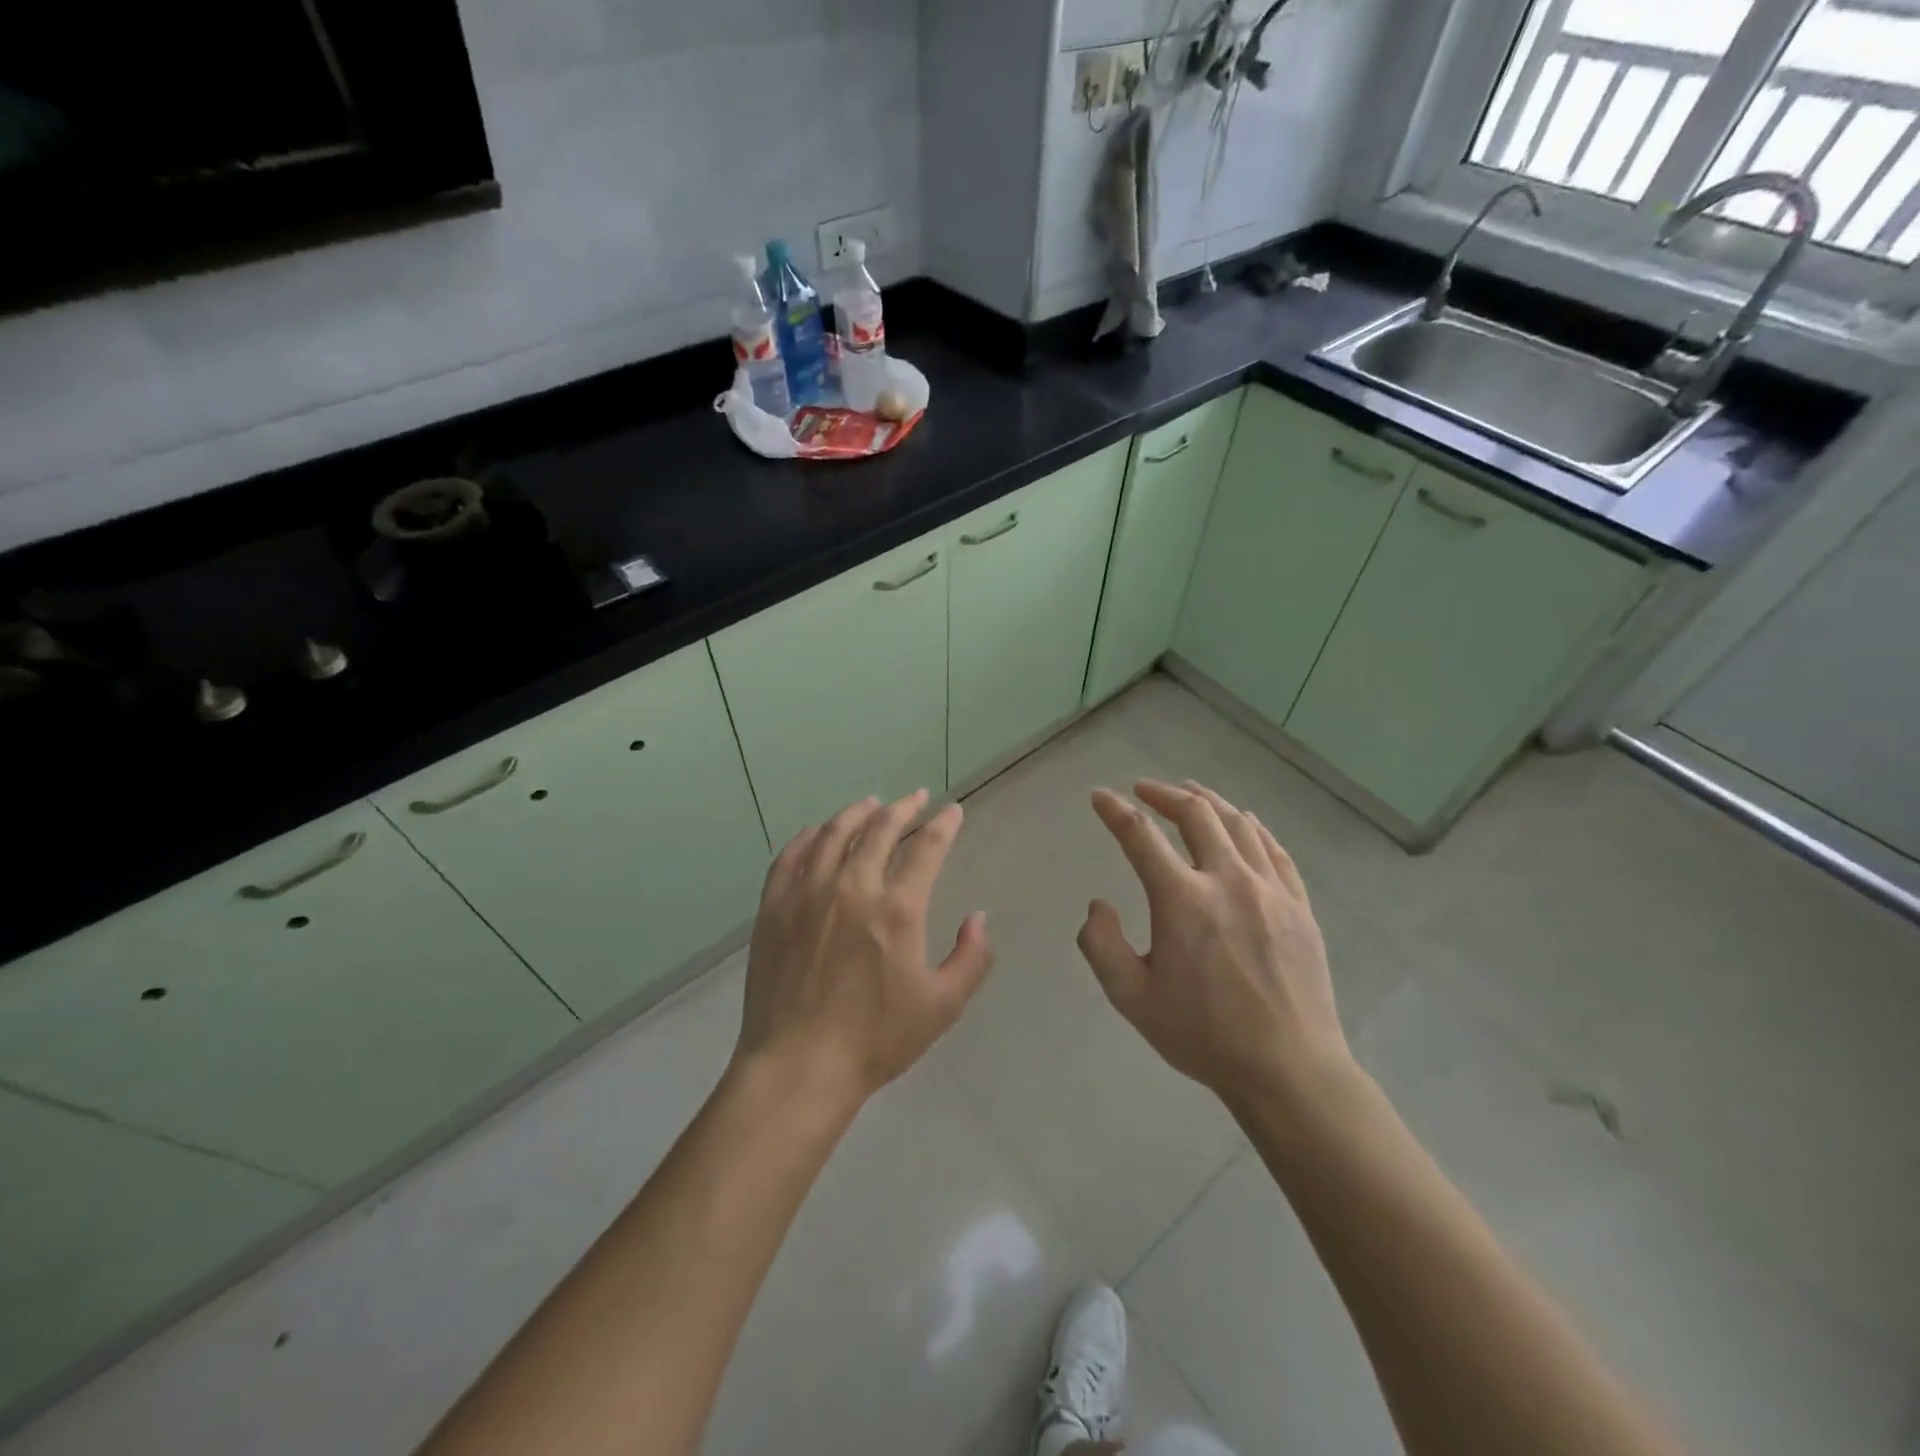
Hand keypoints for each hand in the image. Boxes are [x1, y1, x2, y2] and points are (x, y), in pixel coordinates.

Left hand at [734, 791, 993, 1112]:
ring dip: (855, 813)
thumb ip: (971, 958)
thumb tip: (978, 918)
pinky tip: (814, 832)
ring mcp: (807, 894)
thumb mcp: (942, 1006)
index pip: (926, 849)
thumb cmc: (875, 1040)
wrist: (798, 1066)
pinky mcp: (774, 908)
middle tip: (914, 797)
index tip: (952, 810)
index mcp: (896, 909)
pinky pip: (789, 857)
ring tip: (869, 804)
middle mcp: (852, 887)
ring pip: (832, 834)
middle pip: (878, 829)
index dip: (943, 824)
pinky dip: (805, 838)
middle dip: (902, 808)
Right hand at [1077, 779, 1350, 1111]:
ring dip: (1208, 801)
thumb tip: (1098, 904)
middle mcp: (1227, 880)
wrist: (1288, 1069)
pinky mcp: (1298, 905)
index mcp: (1182, 900)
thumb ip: (1101, 945)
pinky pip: (1274, 850)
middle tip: (1144, 790)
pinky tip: (1244, 822)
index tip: (1099, 797)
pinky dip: (1252, 827)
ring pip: (1238, 824)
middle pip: (1195, 814)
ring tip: (1189, 792)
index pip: (1140, 836)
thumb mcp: (1131, 998)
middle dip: (1164, 794)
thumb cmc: (1203, 1035)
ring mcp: (1270, 890)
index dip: (1114, 810)